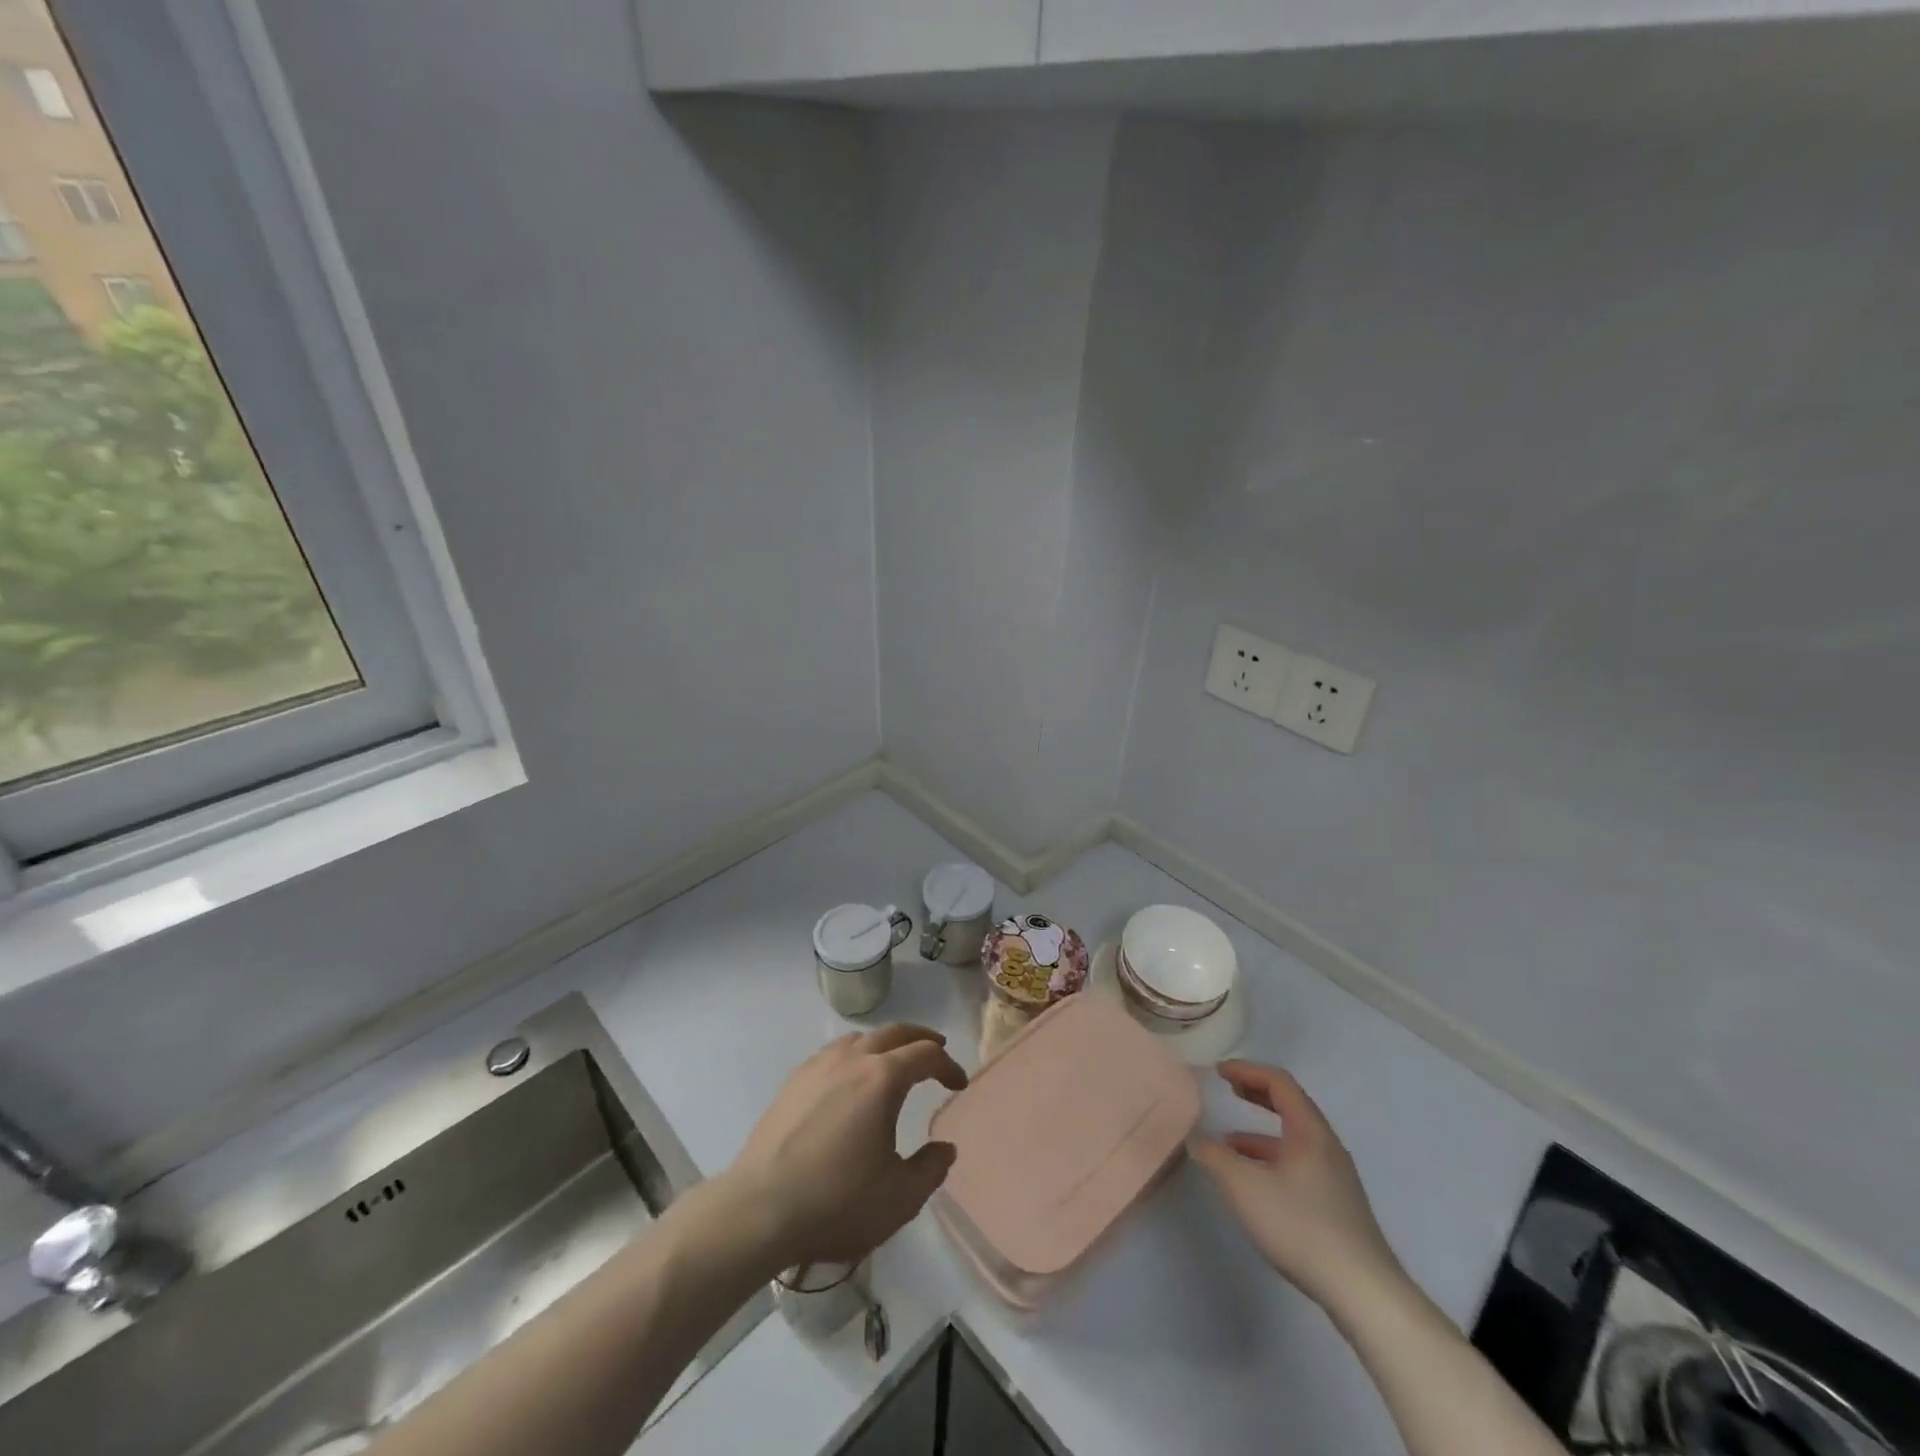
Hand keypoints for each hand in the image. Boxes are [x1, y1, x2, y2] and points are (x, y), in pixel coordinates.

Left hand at [724, 1025, 967, 1273]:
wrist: (759, 1210)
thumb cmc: (836, 1202)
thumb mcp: (899, 1197)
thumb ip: (930, 1169)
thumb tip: (945, 1147)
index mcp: (883, 1078)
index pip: (926, 1054)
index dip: (948, 1065)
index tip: (957, 1084)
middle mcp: (852, 1059)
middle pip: (894, 1032)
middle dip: (920, 1039)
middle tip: (935, 1052)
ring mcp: (818, 1066)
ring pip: (861, 1038)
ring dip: (886, 1043)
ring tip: (894, 1061)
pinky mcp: (793, 1081)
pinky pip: (834, 1052)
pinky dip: (855, 1054)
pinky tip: (850, 1079)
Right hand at [1192, 1061, 1403, 1312]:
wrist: (1363, 1293)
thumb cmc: (1301, 1227)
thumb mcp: (1244, 1188)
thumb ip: (1214, 1158)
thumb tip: (1195, 1138)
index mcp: (1309, 1131)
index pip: (1278, 1082)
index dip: (1246, 1070)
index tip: (1219, 1071)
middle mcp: (1326, 1145)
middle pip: (1290, 1105)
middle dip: (1256, 1094)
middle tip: (1229, 1090)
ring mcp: (1336, 1176)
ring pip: (1294, 1138)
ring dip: (1261, 1131)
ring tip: (1228, 1143)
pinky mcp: (1338, 1204)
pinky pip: (1300, 1162)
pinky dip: (1272, 1157)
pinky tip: (1255, 1183)